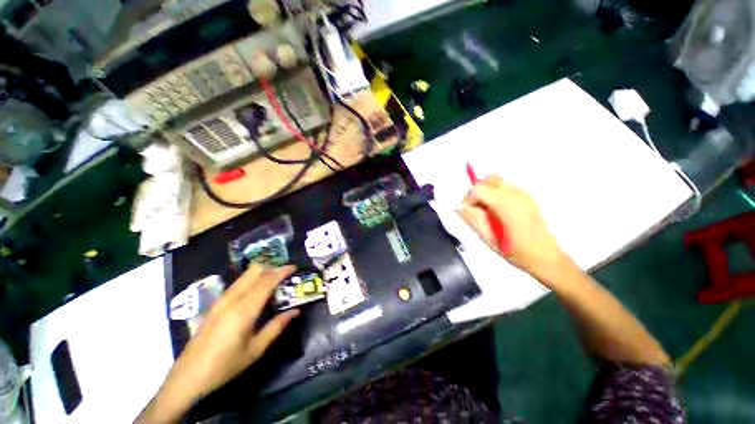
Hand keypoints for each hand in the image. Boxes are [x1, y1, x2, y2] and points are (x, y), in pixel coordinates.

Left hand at [136, 265, 298, 423]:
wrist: (188, 376)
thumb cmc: (224, 366)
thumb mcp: (255, 350)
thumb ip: (277, 327)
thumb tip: (295, 311)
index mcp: (244, 310)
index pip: (267, 281)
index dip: (282, 271)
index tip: (294, 267)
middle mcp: (232, 298)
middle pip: (255, 271)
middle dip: (272, 268)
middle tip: (286, 276)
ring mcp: (221, 299)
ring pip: (246, 275)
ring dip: (262, 273)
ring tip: (275, 282)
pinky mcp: (216, 303)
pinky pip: (239, 283)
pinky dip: (252, 280)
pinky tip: (257, 292)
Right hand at [459, 175, 568, 279]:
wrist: (547, 258)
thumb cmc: (517, 252)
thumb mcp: (489, 239)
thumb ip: (473, 220)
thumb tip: (459, 207)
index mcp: (507, 205)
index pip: (478, 189)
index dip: (468, 199)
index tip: (468, 212)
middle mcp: (516, 194)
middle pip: (489, 179)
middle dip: (477, 191)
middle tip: (476, 209)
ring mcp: (524, 194)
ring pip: (497, 182)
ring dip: (487, 192)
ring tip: (488, 212)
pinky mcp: (527, 197)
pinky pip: (505, 188)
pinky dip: (496, 194)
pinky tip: (499, 212)